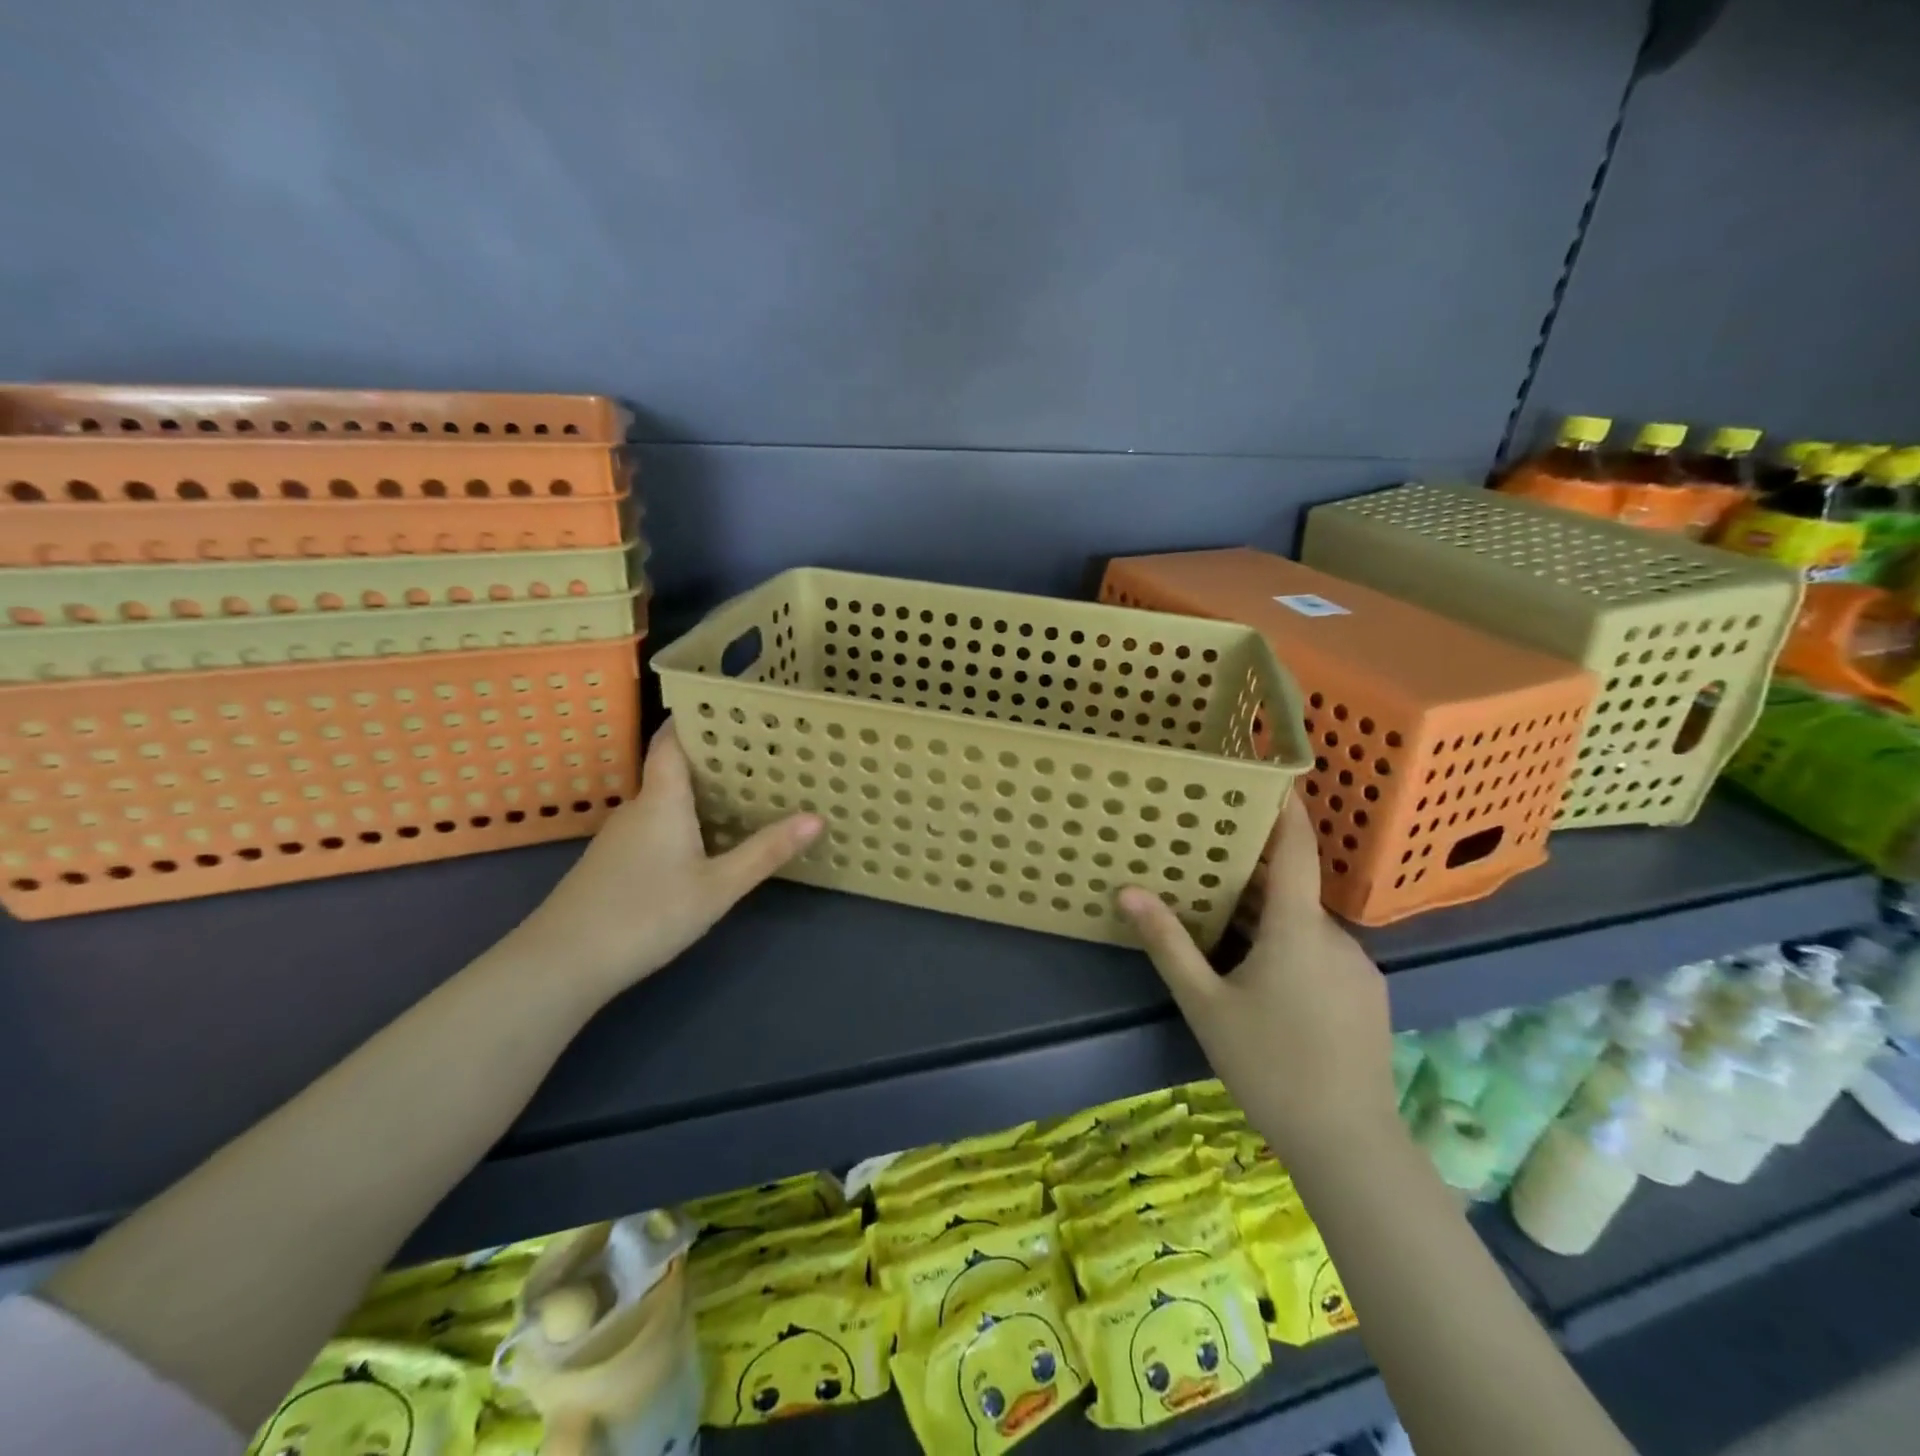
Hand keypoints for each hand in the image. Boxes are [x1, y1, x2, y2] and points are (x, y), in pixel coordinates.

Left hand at [512, 721, 821, 1000]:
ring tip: (745, 791)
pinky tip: (706, 840)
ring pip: (665, 800)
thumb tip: (816, 817)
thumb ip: (765, 852)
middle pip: (673, 769)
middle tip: (761, 754)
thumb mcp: (717, 887)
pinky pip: (655, 825)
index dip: (695, 719)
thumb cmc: (646, 913)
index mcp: (662, 799)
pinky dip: (683, 820)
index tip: (732, 709)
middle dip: (713, 759)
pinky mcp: (613, 863)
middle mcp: (639, 808)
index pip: (671, 741)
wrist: (562, 963)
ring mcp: (620, 836)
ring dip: (699, 792)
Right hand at [1118, 791, 1397, 1164]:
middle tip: (1208, 866)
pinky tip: (1267, 981)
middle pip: (1292, 889)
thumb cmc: (1269, 1065)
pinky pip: (1323, 951)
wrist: (1348, 1143)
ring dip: (1271, 917)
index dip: (1286, 808)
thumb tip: (1128, 891)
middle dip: (1254, 875)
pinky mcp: (1369, 994)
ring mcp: (1359, 966)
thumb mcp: (1205, 1003)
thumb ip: (1168, 943)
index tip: (1272, 773)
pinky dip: (1294, 946)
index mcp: (1298, 928)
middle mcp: (1335, 935)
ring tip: (1228, 929)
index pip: (1296, 849)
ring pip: (1306, 924)